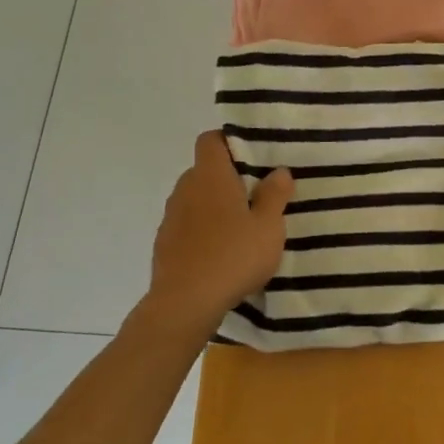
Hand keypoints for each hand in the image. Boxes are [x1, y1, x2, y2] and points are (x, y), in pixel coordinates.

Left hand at [142, 132, 292, 333]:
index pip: (210, 140)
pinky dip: (202, 230)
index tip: (251, 157)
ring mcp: (171, 217)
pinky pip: (187, 224)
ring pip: (195, 198)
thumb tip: (279, 171)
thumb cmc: (233, 256)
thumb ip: (275, 195)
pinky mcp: (164, 244)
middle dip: (227, 178)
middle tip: (256, 195)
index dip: (229, 142)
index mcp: (210, 176)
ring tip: (241, 227)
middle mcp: (185, 189)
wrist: (185, 304)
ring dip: (214, 206)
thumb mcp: (268, 227)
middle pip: (204, 170)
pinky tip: (221, 252)